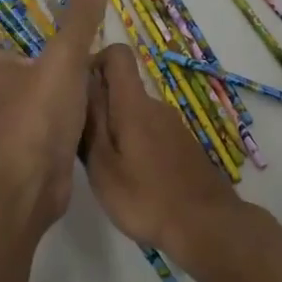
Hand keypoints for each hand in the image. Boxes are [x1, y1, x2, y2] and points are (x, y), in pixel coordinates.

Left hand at [0, 0, 109, 231]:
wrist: (33, 186)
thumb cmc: (36, 115)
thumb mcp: (64, 58)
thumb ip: (80, 18)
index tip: (6, 1)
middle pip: (5, 59)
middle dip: (28, 42)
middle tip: (61, 21)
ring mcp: (18, 119)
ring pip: (33, 87)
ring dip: (52, 73)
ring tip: (86, 52)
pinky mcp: (39, 143)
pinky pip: (54, 113)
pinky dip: (70, 102)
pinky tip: (96, 93)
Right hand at [81, 43, 240, 251]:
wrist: (206, 226)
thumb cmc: (146, 198)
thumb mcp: (103, 165)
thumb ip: (91, 122)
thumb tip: (81, 83)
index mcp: (134, 104)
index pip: (117, 55)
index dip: (93, 62)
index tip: (75, 91)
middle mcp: (156, 106)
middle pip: (122, 87)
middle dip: (98, 106)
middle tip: (81, 143)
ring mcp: (173, 126)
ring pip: (135, 113)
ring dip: (116, 129)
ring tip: (103, 166)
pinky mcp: (183, 145)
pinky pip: (151, 132)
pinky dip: (135, 145)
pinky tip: (132, 179)